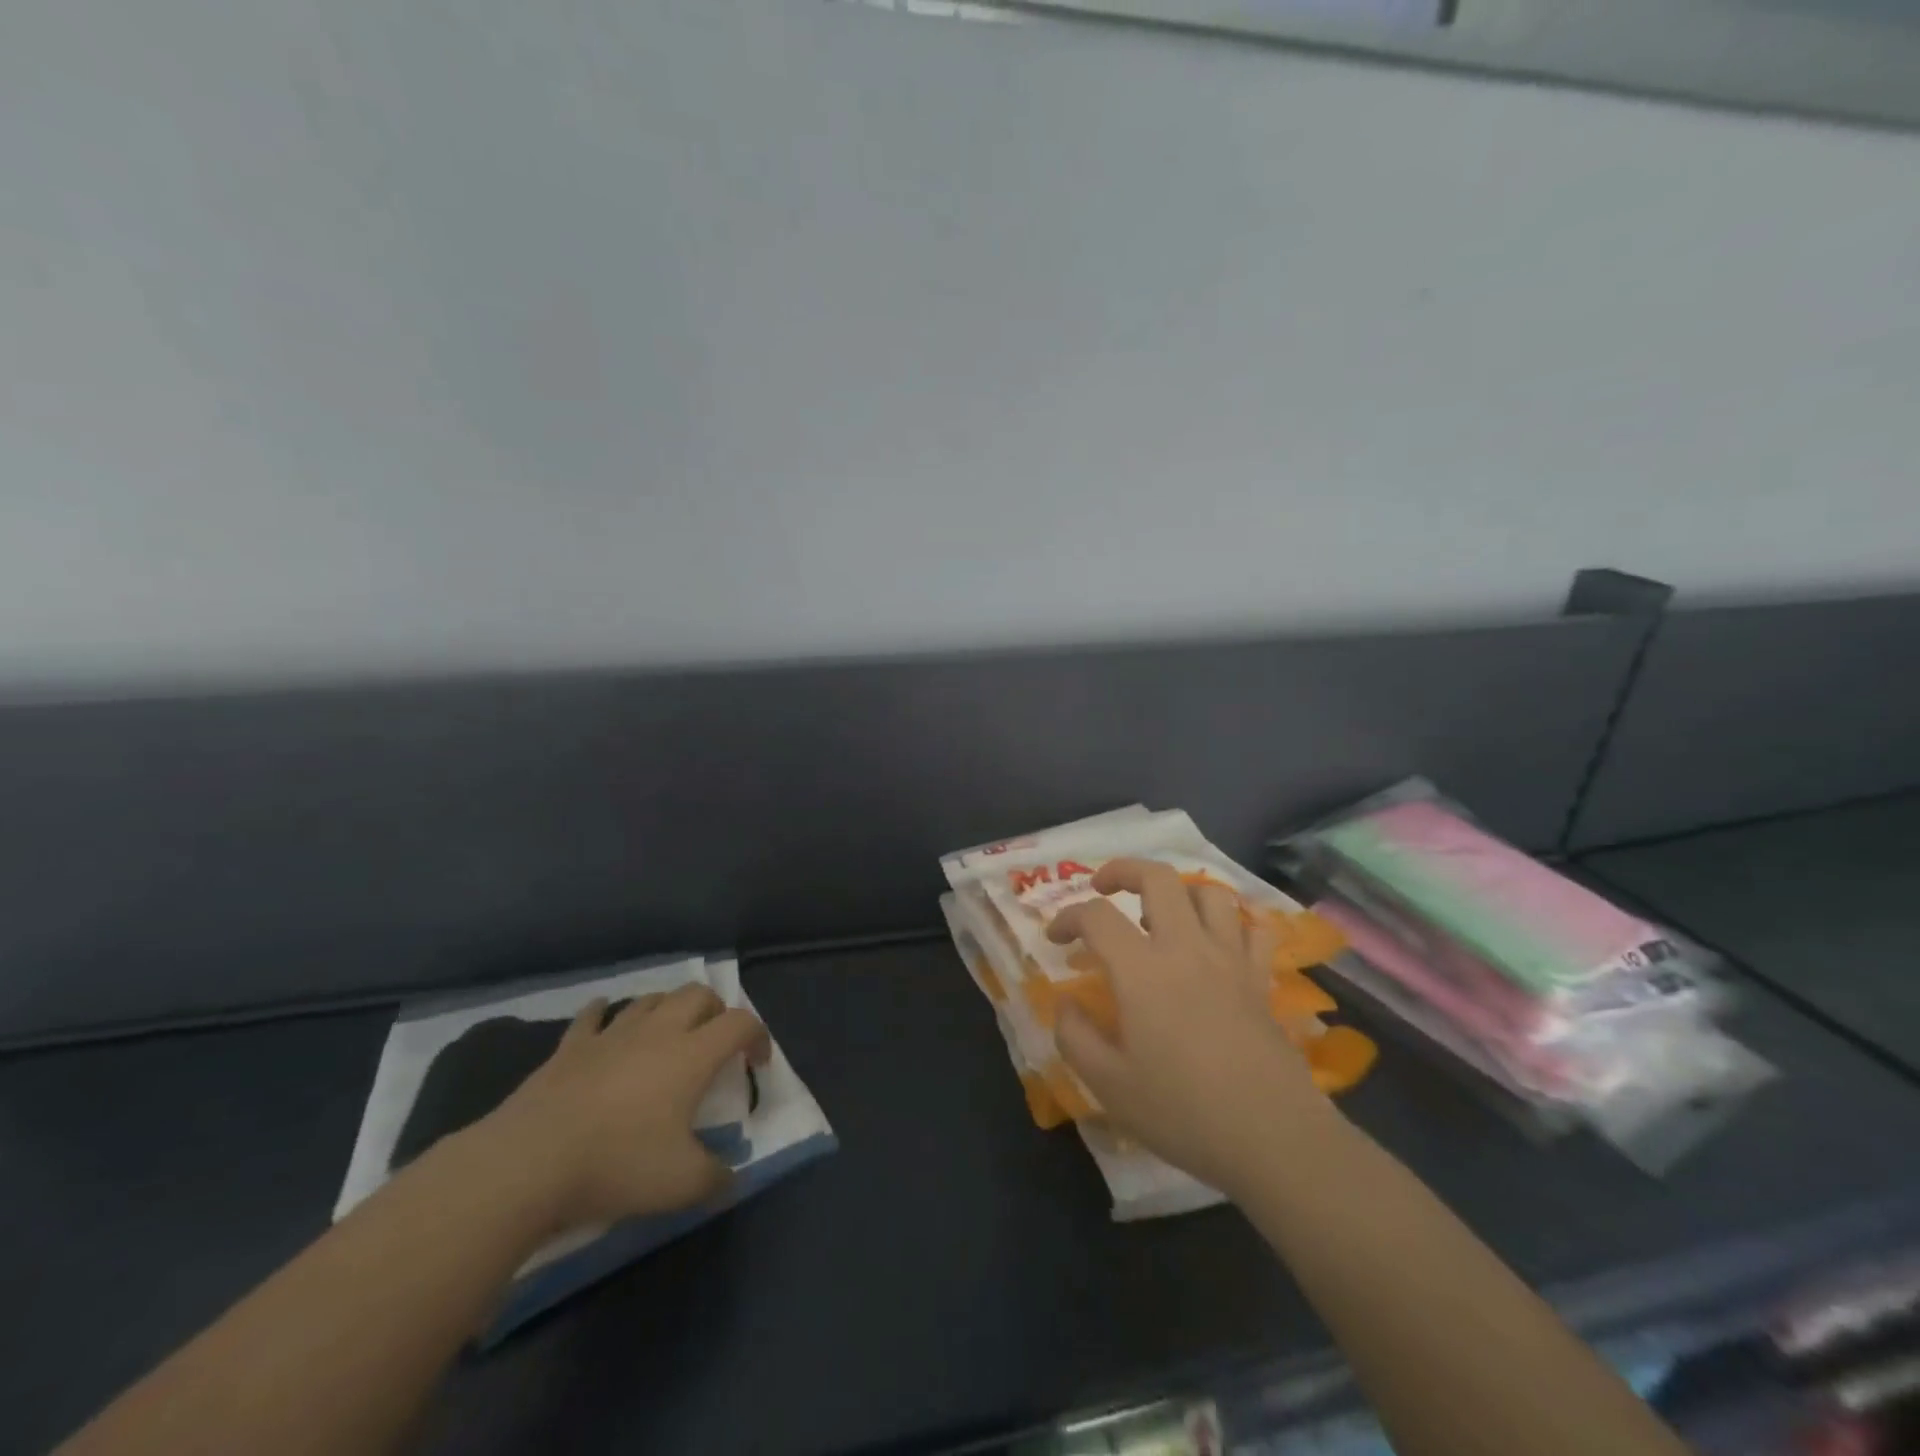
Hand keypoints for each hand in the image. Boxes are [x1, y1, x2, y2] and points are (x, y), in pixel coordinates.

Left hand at [473, 986, 770, 1232]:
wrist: (528, 1163)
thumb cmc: (616, 1164)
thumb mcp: (680, 1185)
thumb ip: (716, 1179)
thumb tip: (731, 1178)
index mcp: (692, 1055)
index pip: (740, 1023)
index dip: (758, 1037)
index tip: (756, 1065)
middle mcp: (657, 1032)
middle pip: (699, 994)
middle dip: (716, 1011)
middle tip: (716, 1043)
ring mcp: (611, 1035)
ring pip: (651, 999)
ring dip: (669, 1008)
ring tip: (670, 1034)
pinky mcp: (571, 1047)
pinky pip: (593, 1015)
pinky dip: (606, 1013)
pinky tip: (605, 1020)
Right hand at [1048, 858, 1342, 1199]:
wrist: (1273, 1138)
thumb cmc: (1182, 1111)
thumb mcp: (1108, 1085)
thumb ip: (1075, 1036)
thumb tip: (1065, 1003)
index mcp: (1142, 970)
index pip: (1096, 916)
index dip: (1067, 917)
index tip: (1055, 938)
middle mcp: (1186, 948)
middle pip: (1157, 878)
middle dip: (1123, 870)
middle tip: (1104, 888)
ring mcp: (1230, 959)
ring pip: (1209, 892)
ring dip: (1180, 891)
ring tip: (1162, 914)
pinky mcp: (1261, 979)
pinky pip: (1254, 928)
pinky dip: (1234, 922)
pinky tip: (1220, 940)